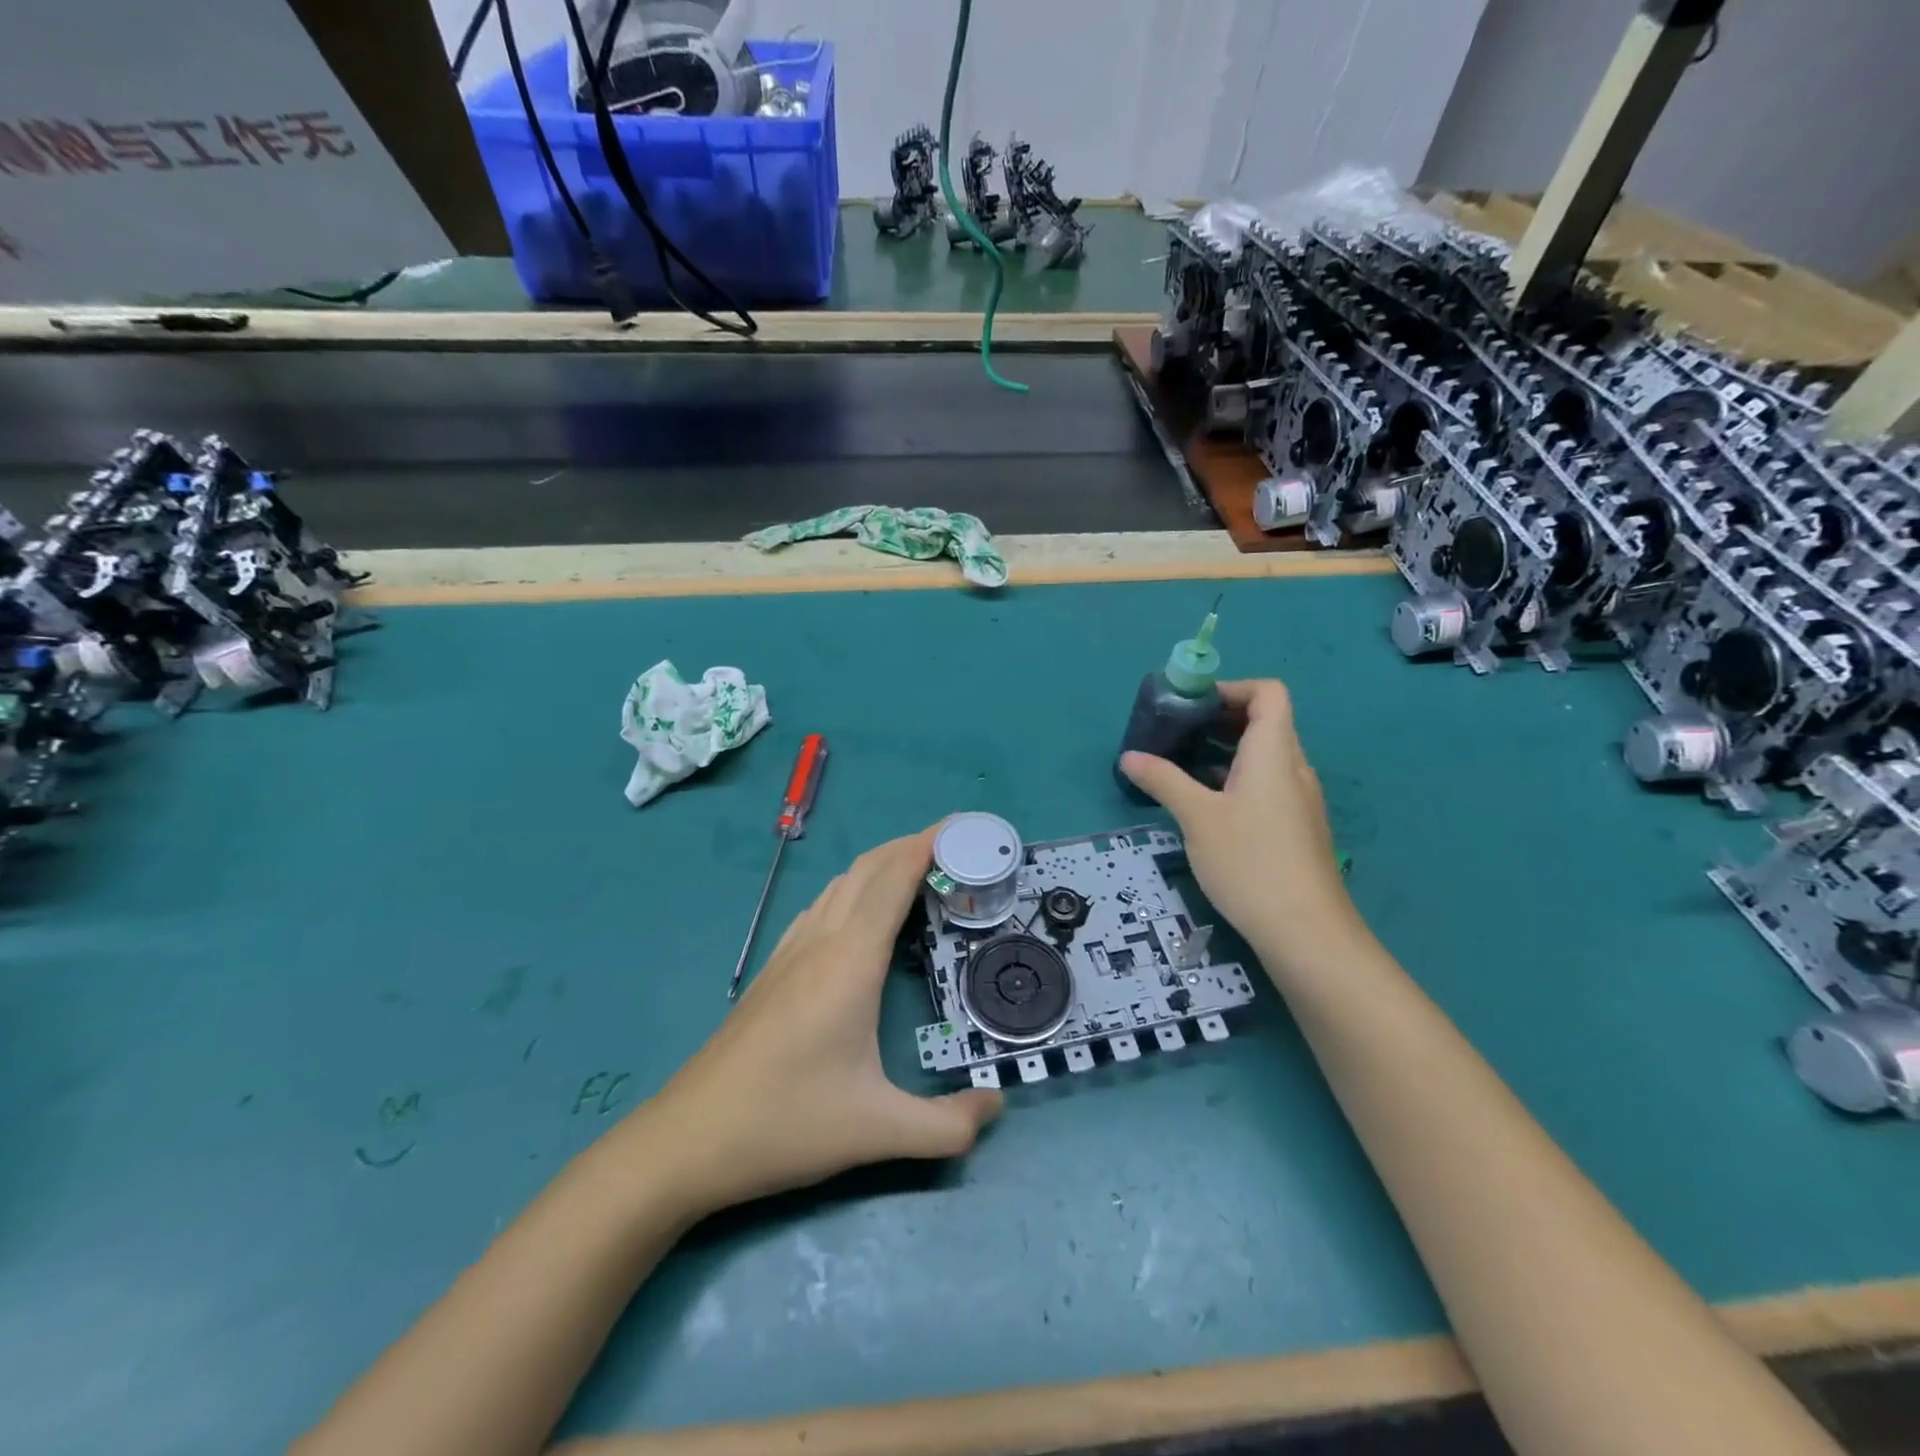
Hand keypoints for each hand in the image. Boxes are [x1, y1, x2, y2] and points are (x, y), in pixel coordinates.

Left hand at [632, 827, 1002, 1216]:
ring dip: (880, 866)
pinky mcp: (773, 970)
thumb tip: (997, 1106)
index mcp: (850, 960)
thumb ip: (947, 1126)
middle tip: (955, 847)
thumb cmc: (786, 1122)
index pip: (894, 879)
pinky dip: (853, 890)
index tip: (964, 826)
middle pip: (868, 869)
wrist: (687, 1139)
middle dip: (910, 845)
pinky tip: (860, 917)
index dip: (928, 844)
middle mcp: (820, 942)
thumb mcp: (876, 1131)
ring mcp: (790, 952)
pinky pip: (820, 907)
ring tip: (917, 874)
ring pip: (840, 884)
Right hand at [1120, 679, 1359, 969]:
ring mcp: (1298, 799)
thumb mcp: (1197, 818)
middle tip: (1176, 734)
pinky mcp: (1295, 827)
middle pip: (1264, 722)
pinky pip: (1265, 785)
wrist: (1306, 932)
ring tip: (1181, 767)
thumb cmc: (1250, 862)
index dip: (1231, 689)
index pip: (1268, 693)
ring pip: (1263, 757)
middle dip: (1218, 720)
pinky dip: (1235, 780)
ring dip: (1224, 752)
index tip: (1191, 705)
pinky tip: (1205, 806)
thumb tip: (1129, 757)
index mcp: (1274, 752)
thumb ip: (1163, 781)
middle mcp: (1293, 767)